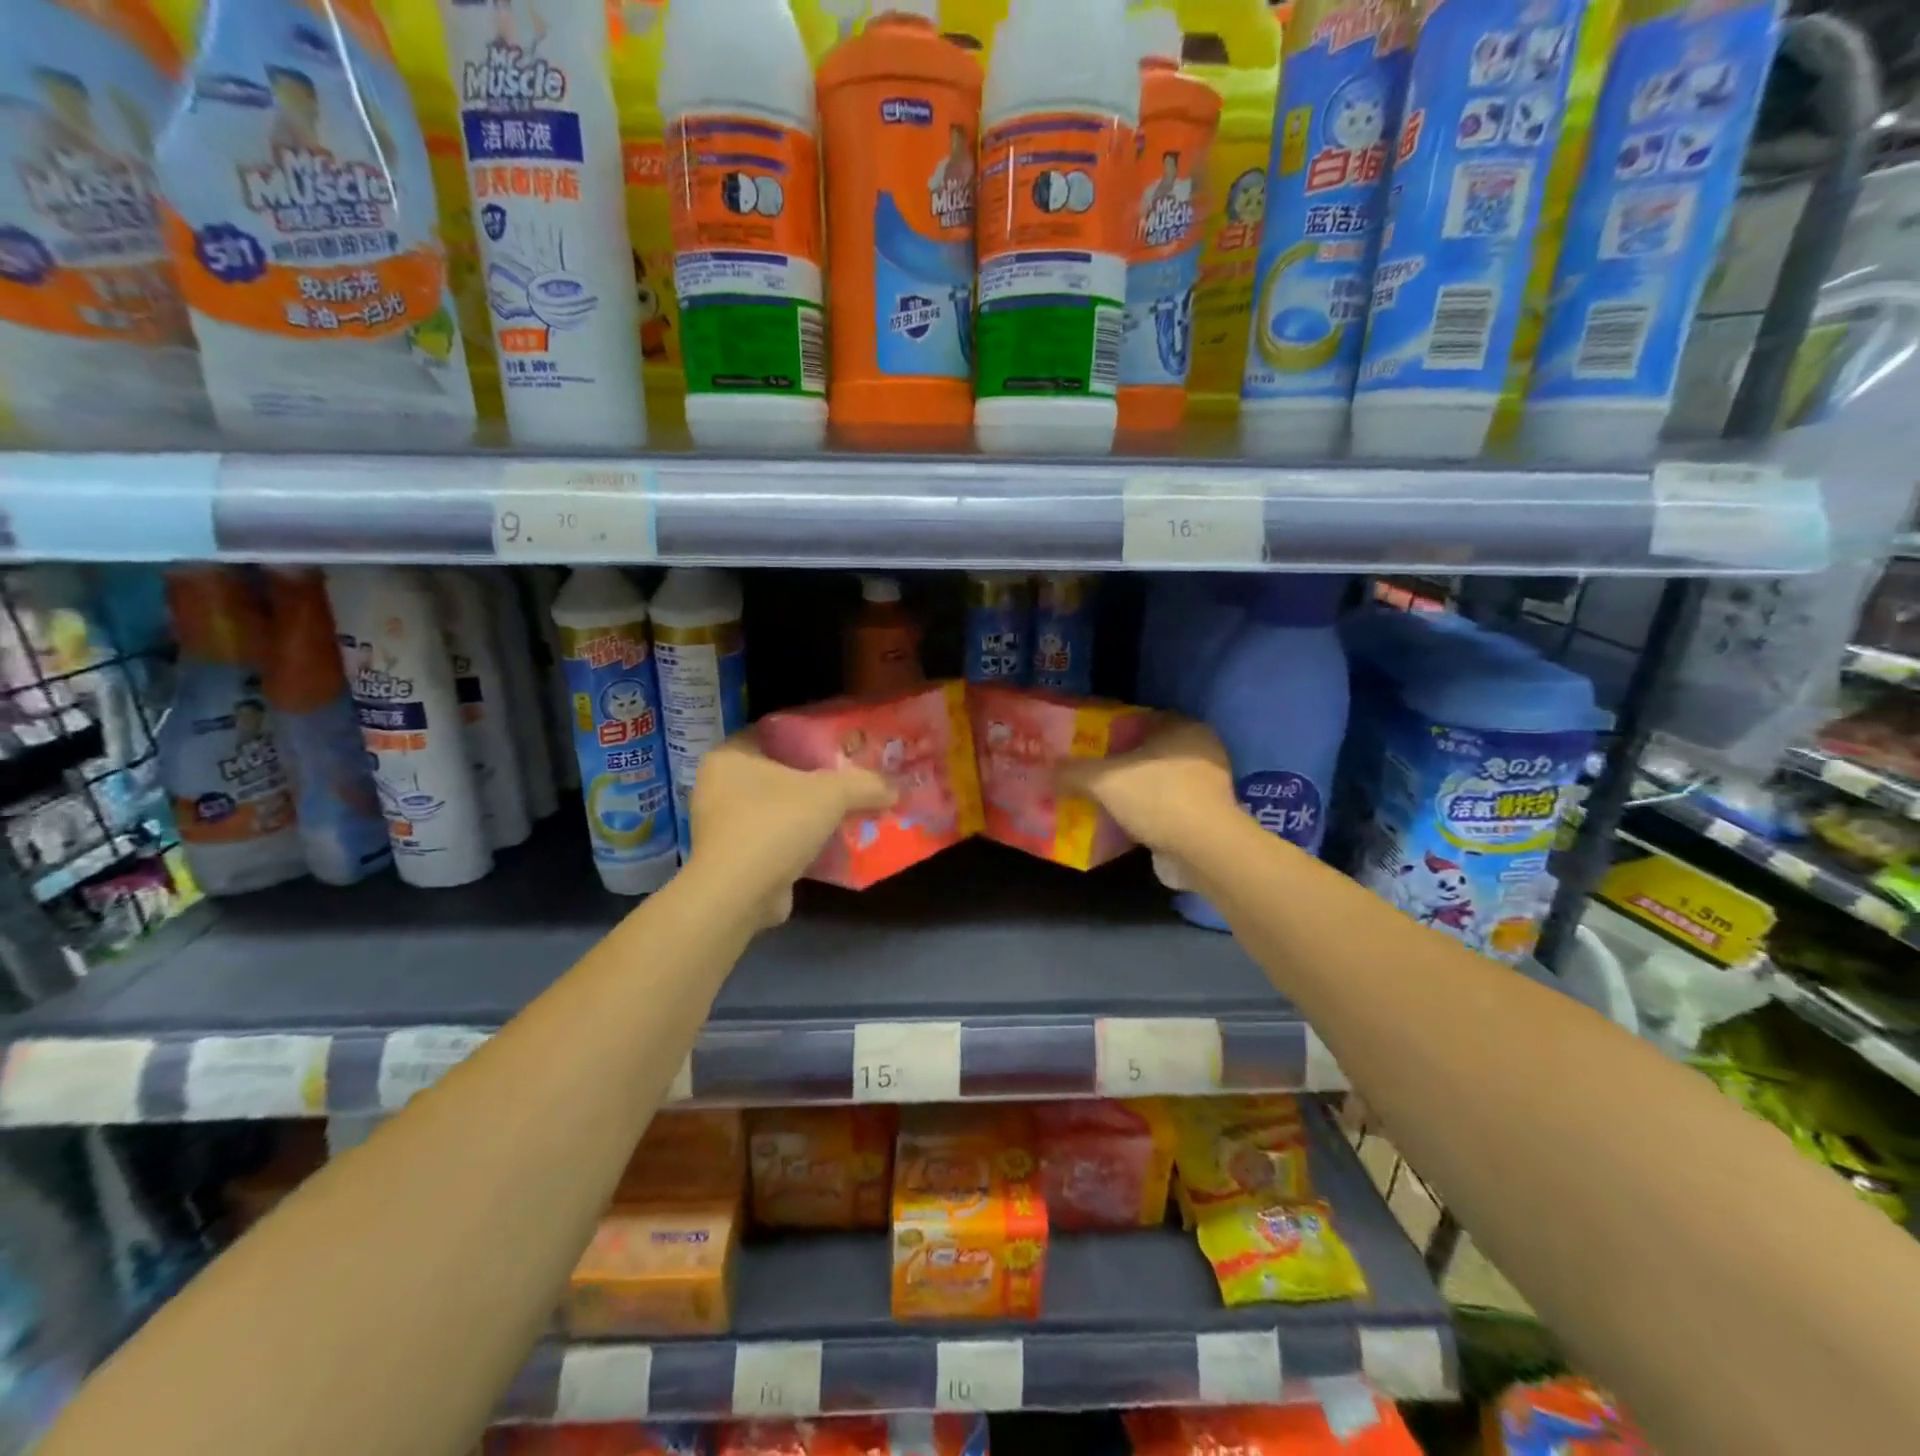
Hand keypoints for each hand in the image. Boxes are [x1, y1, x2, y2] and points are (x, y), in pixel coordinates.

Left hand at [688, 731, 893, 925]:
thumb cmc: (775, 824)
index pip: (774, 732)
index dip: (810, 733)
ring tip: (850, 808)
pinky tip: (835, 841)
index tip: (843, 741)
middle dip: (816, 776)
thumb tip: (895, 788)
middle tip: (853, 775)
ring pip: (779, 807)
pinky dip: (803, 840)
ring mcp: (725, 826)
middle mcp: (719, 786)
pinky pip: (777, 838)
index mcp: (730, 756)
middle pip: (780, 771)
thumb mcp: (831, 794)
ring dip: (811, 811)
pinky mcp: (736, 858)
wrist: (739, 895)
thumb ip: (865, 784)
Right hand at [1057, 716, 1237, 860]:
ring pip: (1156, 782)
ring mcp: (1206, 786)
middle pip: (1147, 752)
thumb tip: (1044, 770)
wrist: (1203, 850)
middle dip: (1118, 763)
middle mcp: (1200, 750)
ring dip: (1131, 791)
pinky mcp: (1204, 817)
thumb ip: (1073, 772)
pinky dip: (1144, 814)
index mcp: (1182, 727)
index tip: (1084, 742)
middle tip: (1086, 771)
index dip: (1110, 729)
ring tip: (1097, 799)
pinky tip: (1118, 823)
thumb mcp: (1104, 780)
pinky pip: (1164, 808)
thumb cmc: (1158, 797)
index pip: (1140, 718)